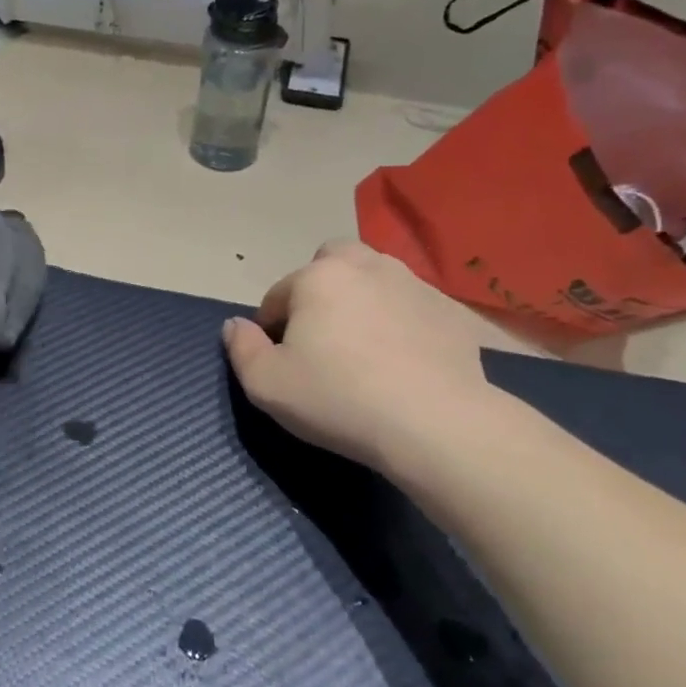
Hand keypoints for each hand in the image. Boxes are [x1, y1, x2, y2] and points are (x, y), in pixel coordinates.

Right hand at [222, 241, 495, 472]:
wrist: (435, 424)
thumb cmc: (338, 399)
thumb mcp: (267, 384)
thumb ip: (241, 348)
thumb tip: (234, 325)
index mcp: (316, 278)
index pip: (278, 295)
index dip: (271, 328)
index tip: (281, 361)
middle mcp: (365, 266)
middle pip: (331, 262)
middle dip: (320, 289)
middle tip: (322, 335)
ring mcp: (414, 284)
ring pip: (375, 278)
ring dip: (362, 299)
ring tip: (364, 346)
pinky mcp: (450, 311)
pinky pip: (412, 305)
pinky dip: (402, 321)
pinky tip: (404, 359)